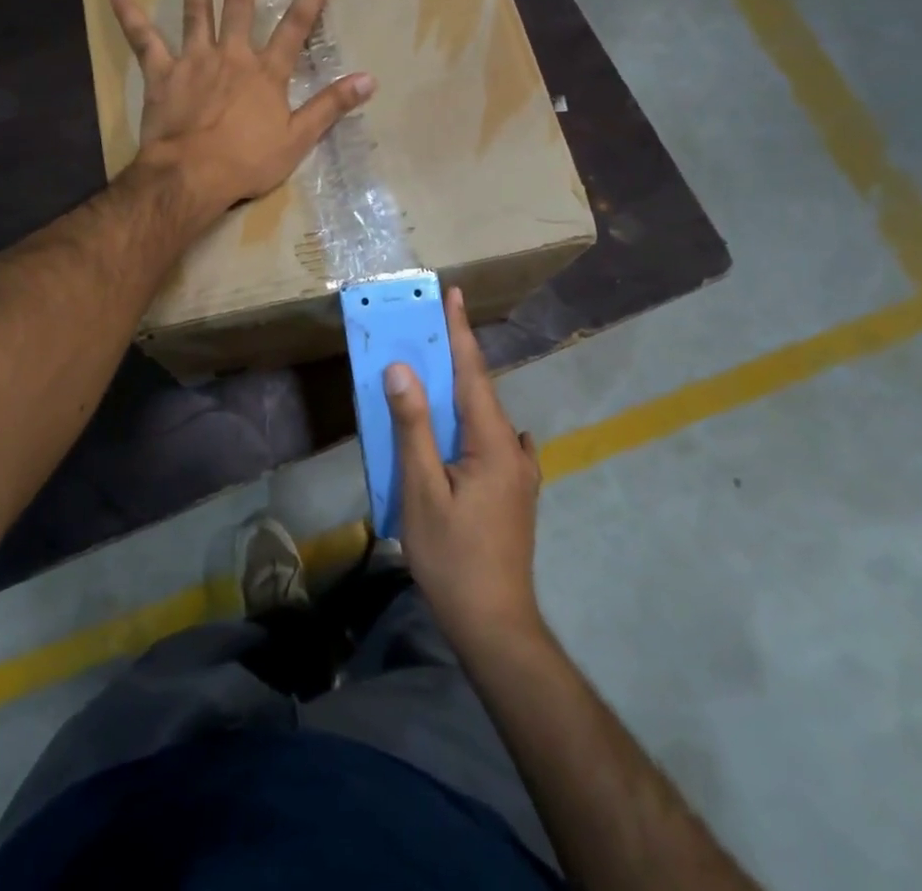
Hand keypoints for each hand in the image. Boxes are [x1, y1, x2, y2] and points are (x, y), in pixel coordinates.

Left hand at [108, 0, 373, 219]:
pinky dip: (130, 15)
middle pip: (239, 3)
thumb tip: (369, 79)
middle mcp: (232, 55)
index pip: (296, 26)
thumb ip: (330, 106)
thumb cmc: (247, 162)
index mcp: (266, 73)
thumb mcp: (298, 139)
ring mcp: (194, 60)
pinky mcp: (162, 74)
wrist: (191, 176)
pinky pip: (144, 40)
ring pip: (196, 9)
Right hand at [385, 288, 546, 656]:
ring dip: (459, 391)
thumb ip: (414, 427)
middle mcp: (514, 448)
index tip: (453, 293)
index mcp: (494, 442)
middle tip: (427, 328)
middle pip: (479, 391)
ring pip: (484, 418)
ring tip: (432, 374)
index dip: (460, 331)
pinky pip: (490, 442)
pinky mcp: (515, 492)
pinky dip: (467, 423)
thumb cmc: (453, 557)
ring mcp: (520, 473)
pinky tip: (456, 432)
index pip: (473, 372)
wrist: (496, 626)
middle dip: (454, 357)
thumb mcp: (423, 489)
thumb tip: (402, 369)